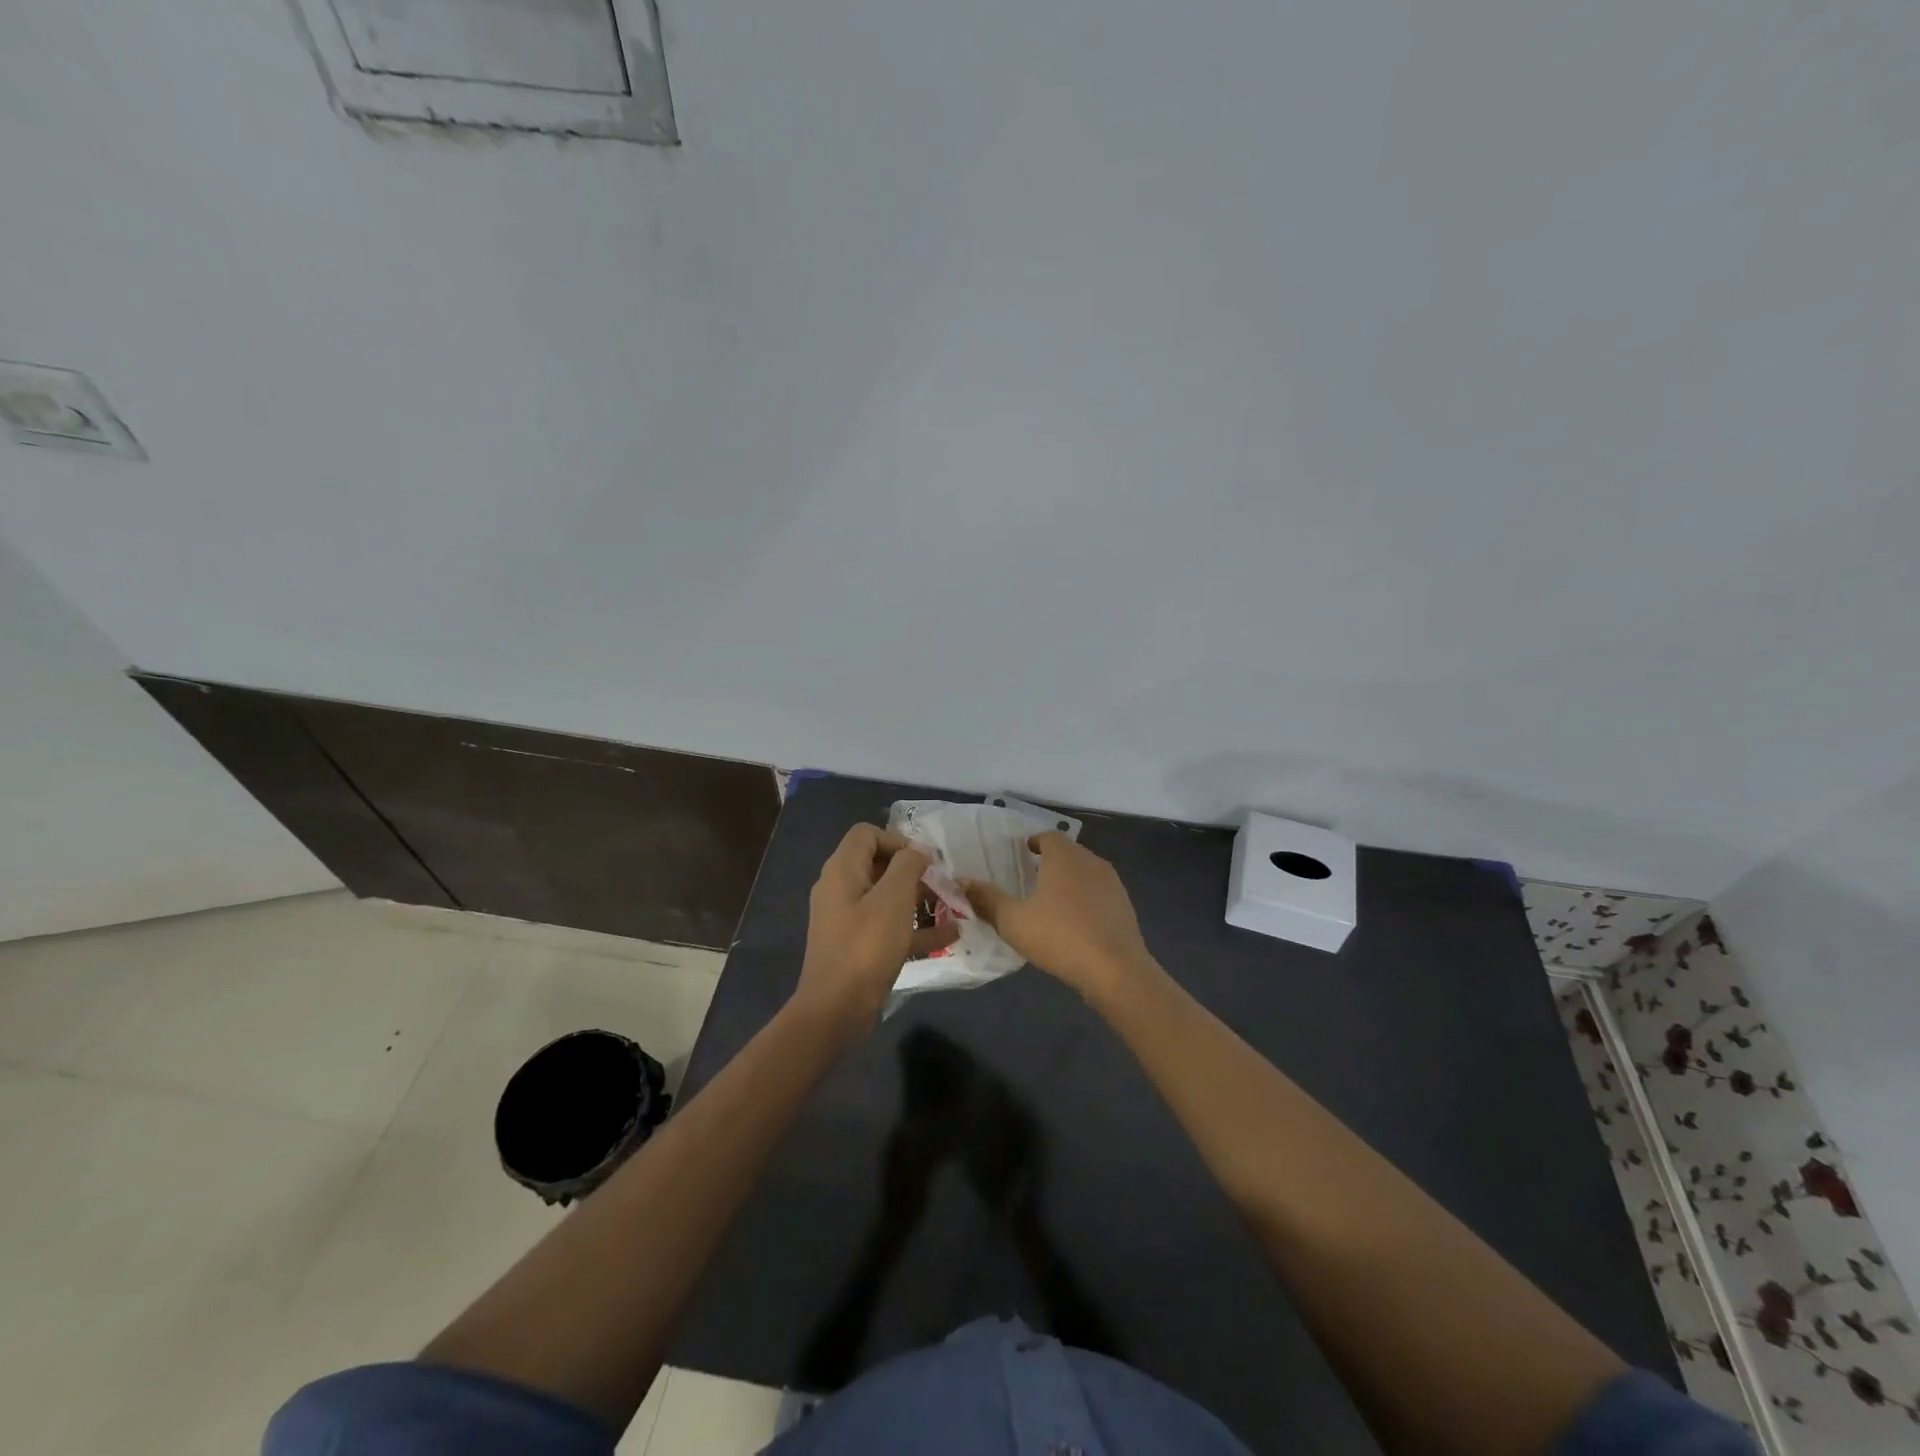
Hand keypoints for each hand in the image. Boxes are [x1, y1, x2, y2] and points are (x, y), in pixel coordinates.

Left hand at [795, 824, 957, 1032]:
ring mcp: (847, 920)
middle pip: (879, 866)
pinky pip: (889, 927)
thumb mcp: (893, 899)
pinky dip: (915, 928)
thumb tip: (917, 851)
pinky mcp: (857, 946)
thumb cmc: (866, 946)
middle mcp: (840, 889)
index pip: (866, 834)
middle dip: (914, 872)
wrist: (836, 1010)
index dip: (897, 840)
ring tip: (952, 907)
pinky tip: (949, 936)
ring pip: (887, 898)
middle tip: (943, 884)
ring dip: (920, 900)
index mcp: (842, 870)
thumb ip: (907, 866)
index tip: (925, 860)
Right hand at [962, 833, 1153, 997]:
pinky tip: (1075, 922)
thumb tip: (962, 882)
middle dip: (1051, 861)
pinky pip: (1099, 894)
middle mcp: (1091, 861)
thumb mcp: (1013, 921)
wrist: (1116, 970)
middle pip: (1069, 853)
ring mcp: (1113, 884)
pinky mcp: (1125, 907)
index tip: (1022, 853)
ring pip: (1086, 873)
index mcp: (1064, 857)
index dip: (1035, 842)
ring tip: (1051, 901)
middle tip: (1031, 877)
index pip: (1049, 836)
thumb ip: (987, 899)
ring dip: (1070, 881)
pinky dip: (1085, 900)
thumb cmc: (1060, 937)